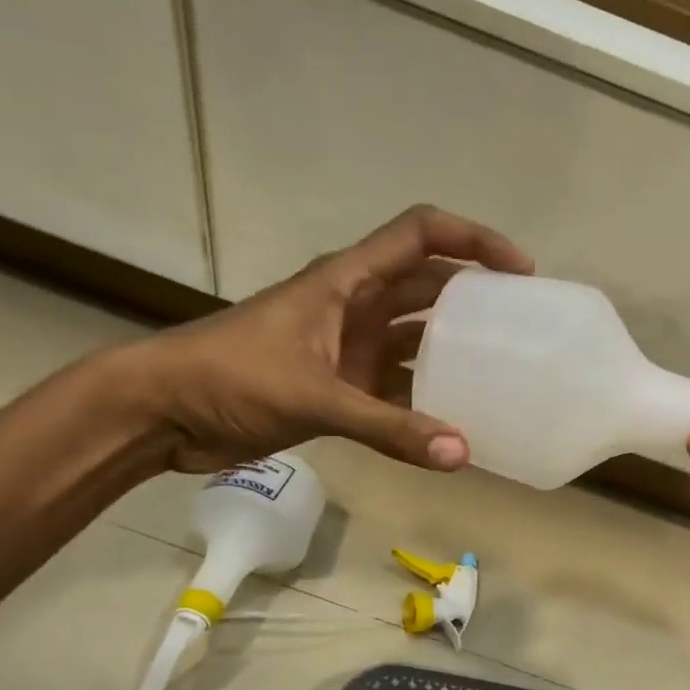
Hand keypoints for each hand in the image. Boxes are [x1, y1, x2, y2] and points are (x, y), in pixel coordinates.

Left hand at [126, 205, 532, 473]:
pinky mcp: (340, 386)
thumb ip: (388, 428)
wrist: (162, 414)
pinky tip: (458, 420)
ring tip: (505, 371)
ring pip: (416, 338)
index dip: (474, 240)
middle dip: (477, 297)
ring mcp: (348, 347)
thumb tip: (461, 454)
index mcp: (347, 280)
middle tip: (527, 325)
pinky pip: (398, 386)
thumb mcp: (314, 397)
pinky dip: (426, 400)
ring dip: (455, 349)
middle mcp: (354, 305)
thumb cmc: (229, 380)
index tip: (520, 272)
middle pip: (429, 285)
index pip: (421, 235)